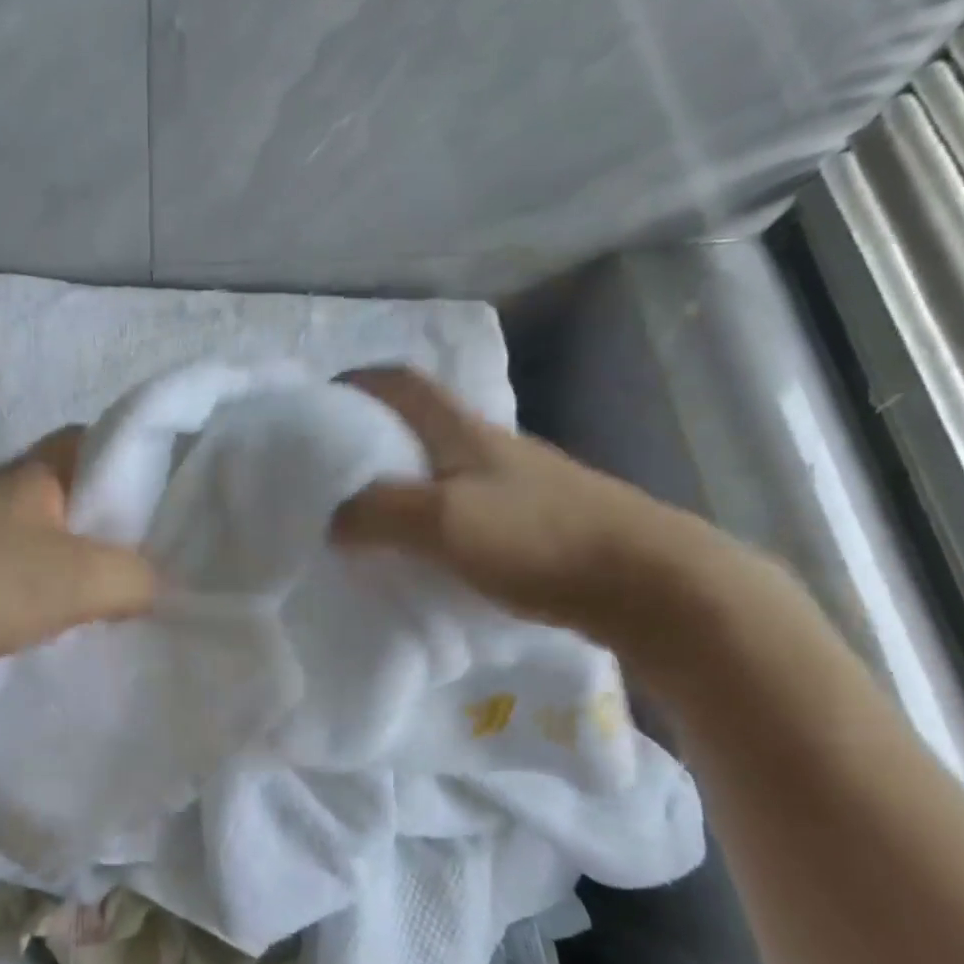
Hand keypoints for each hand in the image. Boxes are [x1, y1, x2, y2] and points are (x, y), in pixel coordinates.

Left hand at [0, 429, 157, 681]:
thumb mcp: (80, 579)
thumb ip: (134, 577)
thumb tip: (155, 586)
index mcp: (33, 474)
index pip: (93, 441)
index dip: (131, 461)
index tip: (159, 504)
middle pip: (66, 496)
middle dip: (102, 527)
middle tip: (138, 565)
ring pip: (34, 538)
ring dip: (64, 566)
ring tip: (97, 603)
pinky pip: (2, 573)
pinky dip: (28, 593)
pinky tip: (41, 624)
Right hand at [330, 366, 722, 654]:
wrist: (641, 581)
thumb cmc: (536, 537)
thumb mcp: (442, 520)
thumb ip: (379, 513)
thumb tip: (333, 521)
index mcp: (463, 431)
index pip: (403, 384)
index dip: (361, 383)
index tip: (323, 402)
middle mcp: (488, 447)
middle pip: (420, 425)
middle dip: (373, 438)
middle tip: (331, 474)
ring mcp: (515, 484)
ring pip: (441, 470)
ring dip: (402, 484)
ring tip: (366, 518)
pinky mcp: (531, 522)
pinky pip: (462, 508)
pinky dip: (430, 520)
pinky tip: (421, 553)